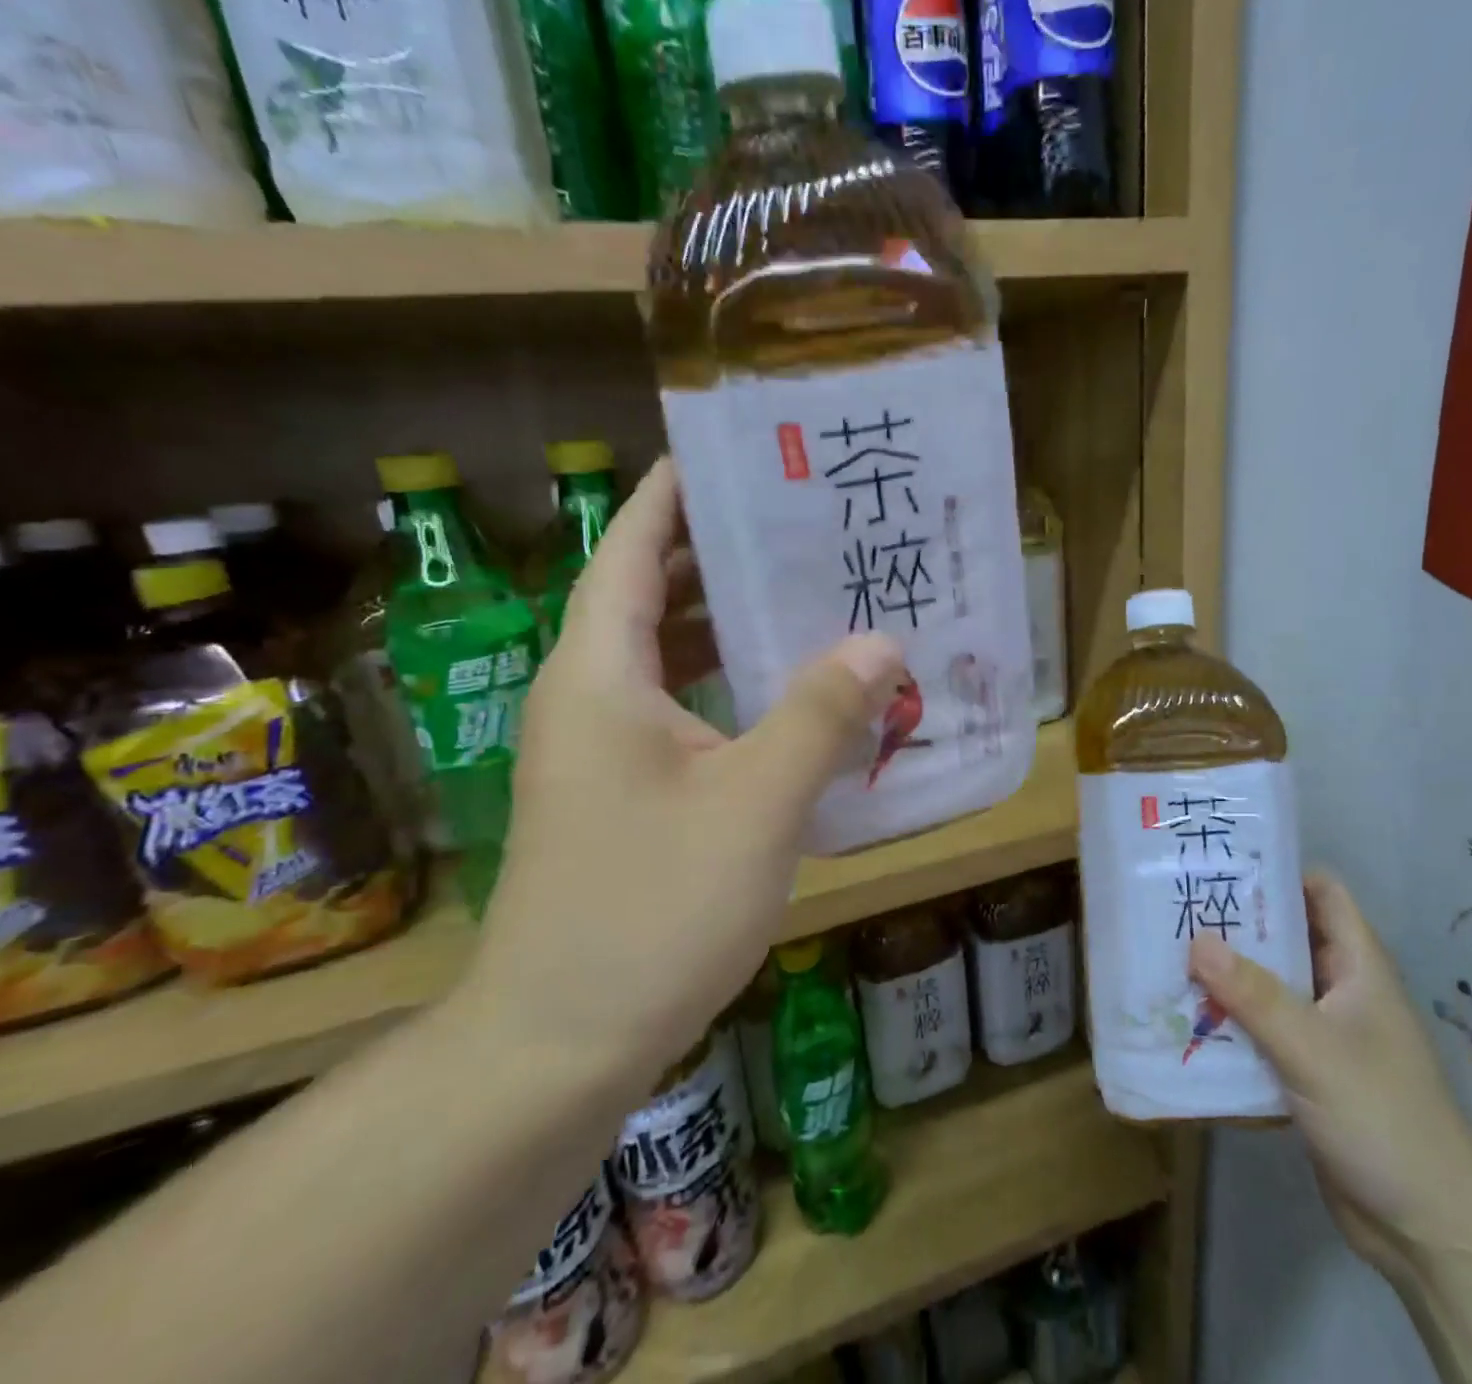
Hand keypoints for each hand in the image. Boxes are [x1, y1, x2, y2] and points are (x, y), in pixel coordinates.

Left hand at [459, 458, 903, 1082]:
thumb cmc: (651, 910)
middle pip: (653, 599)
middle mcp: (592, 701)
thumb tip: (881, 641)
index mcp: (600, 677)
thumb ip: (819, 715)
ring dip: (732, 630)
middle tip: (803, 531)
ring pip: (672, 663)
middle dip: (720, 558)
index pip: (630, 553)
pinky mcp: (626, 798)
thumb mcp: (755, 803)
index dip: (671, 497)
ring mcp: (604, 754)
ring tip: (812, 601)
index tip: (729, 457)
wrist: (559, 1046)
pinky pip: (686, 717)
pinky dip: (735, 695)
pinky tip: (796, 705)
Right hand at [1189, 874, 1471, 1284]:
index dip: (1278, 871)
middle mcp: (1341, 990)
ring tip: (1166, 955)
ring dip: (1225, 975)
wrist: (1428, 1231)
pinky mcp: (1305, 1072)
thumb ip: (1254, 995)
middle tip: (1175, 907)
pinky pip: (1261, 1030)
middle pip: (1285, 936)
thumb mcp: (1313, 1049)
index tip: (1220, 862)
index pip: (1322, 893)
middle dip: (1235, 923)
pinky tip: (1185, 1018)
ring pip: (1268, 985)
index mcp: (1358, 967)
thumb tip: (1196, 941)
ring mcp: (1323, 1033)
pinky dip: (1229, 1021)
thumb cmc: (1383, 1118)